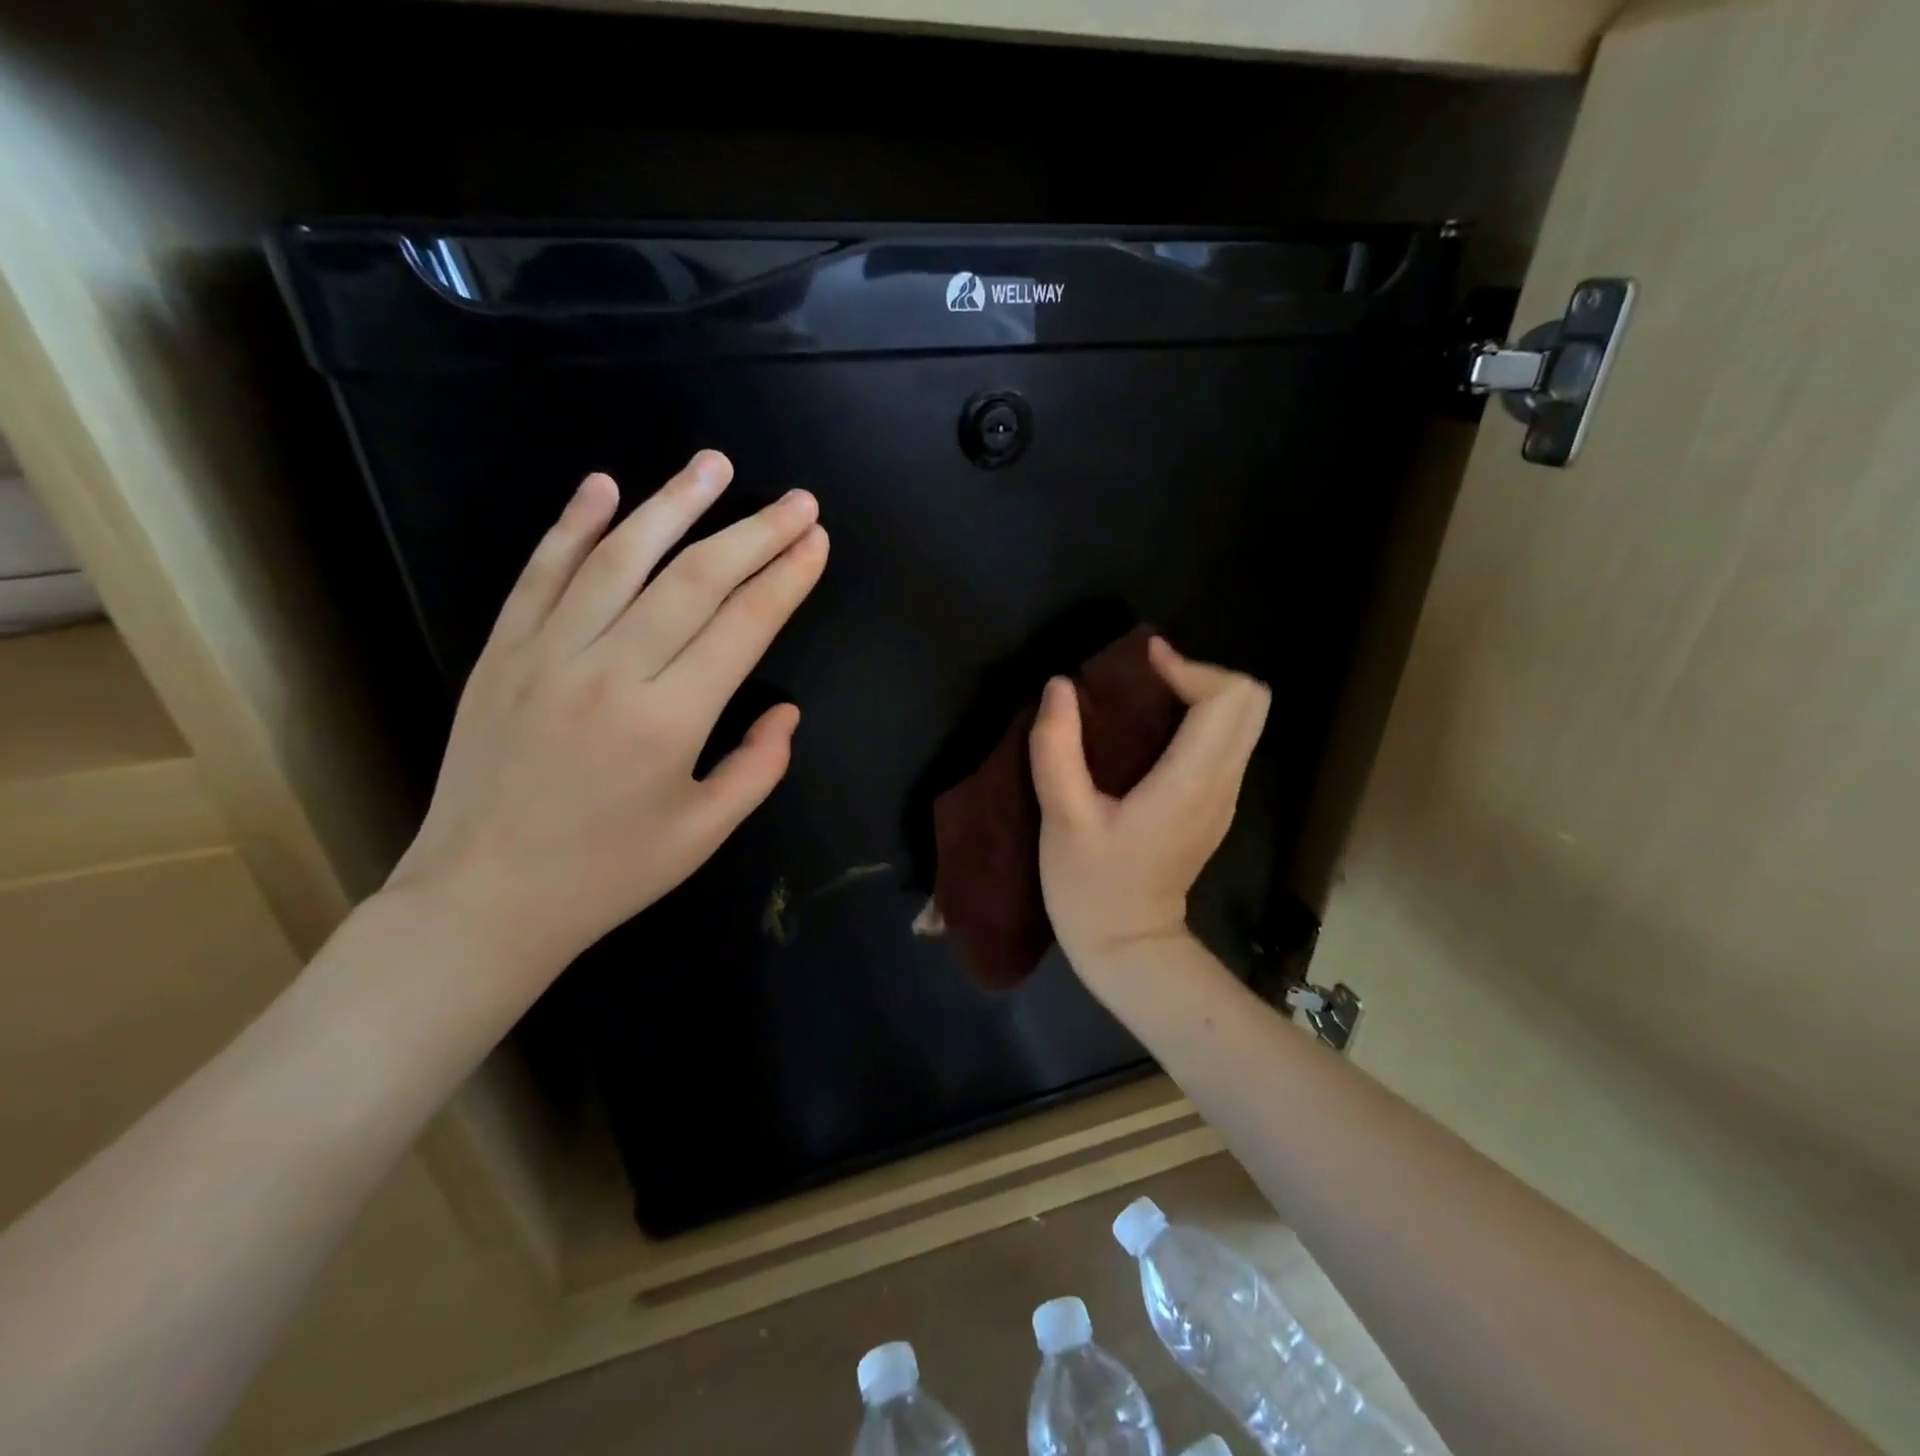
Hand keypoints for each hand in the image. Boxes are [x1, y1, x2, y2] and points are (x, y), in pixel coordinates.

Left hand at [387, 450, 827, 973]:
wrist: (483, 899)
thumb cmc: (606, 874)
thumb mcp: (704, 833)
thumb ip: (757, 767)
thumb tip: (787, 712)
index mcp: (669, 721)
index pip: (744, 626)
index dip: (787, 578)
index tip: (817, 541)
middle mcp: (610, 672)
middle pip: (695, 580)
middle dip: (755, 533)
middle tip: (797, 500)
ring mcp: (547, 655)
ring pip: (619, 559)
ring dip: (673, 505)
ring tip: (714, 465)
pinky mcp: (502, 653)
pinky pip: (540, 574)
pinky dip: (573, 525)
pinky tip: (604, 486)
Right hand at [1029, 637, 1269, 971]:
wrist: (1128, 949)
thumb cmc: (1092, 887)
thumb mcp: (1062, 818)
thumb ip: (1057, 748)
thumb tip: (1060, 687)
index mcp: (1191, 781)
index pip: (1228, 698)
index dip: (1189, 667)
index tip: (1140, 665)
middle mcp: (1222, 783)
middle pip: (1250, 701)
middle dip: (1200, 675)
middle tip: (1144, 679)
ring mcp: (1224, 798)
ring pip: (1242, 720)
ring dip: (1198, 695)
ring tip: (1140, 699)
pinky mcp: (1213, 807)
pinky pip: (1223, 743)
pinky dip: (1195, 721)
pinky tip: (1146, 735)